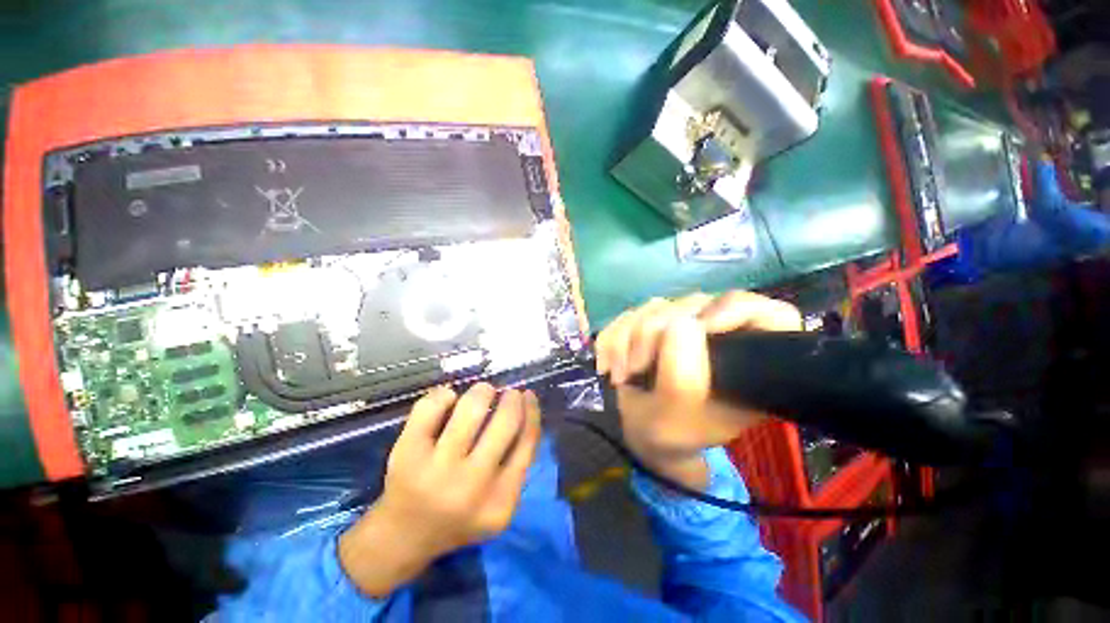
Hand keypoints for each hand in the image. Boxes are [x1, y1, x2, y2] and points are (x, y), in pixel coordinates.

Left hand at [339, 383, 540, 596]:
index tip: (527, 395)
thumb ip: (518, 461)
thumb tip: (525, 407)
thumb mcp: (500, 500)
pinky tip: (449, 400)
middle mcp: (471, 484)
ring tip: (482, 393)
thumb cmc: (461, 514)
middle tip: (507, 393)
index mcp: (500, 499)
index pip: (527, 441)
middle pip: (505, 421)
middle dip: (510, 398)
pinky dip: (444, 395)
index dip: (531, 410)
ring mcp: (436, 468)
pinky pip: (432, 406)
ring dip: (482, 391)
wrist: (404, 536)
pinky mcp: (407, 453)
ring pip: (471, 408)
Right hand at [595, 292, 800, 488]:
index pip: (770, 315)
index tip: (704, 327)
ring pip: (656, 306)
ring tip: (619, 375)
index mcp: (749, 362)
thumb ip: (683, 376)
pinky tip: (607, 364)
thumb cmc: (670, 432)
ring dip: (626, 339)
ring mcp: (685, 325)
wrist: (643, 431)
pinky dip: (612, 338)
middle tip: (633, 370)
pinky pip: (630, 314)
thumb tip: (678, 323)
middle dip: (651, 335)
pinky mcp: (657, 323)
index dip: (740, 310)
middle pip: (694, 304)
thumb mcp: (678, 418)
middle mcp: (721, 335)